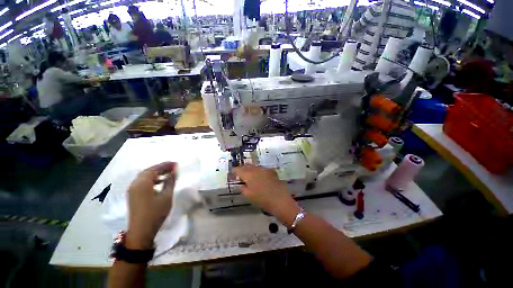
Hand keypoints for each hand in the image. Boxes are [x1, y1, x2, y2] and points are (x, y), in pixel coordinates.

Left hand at [126, 162, 176, 249]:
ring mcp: (132, 190)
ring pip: (144, 176)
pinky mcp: (133, 195)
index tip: (175, 163)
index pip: (154, 169)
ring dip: (155, 173)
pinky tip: (159, 182)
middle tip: (172, 166)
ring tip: (167, 173)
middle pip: (148, 171)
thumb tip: (174, 171)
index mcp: (143, 183)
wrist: (141, 231)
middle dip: (160, 168)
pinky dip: (151, 179)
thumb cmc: (156, 212)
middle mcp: (135, 184)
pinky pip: (142, 182)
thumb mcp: (166, 196)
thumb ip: (170, 182)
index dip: (165, 165)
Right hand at [233, 164, 299, 224]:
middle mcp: (256, 169)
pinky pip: (262, 169)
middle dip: (243, 169)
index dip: (235, 171)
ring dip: (251, 170)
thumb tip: (242, 184)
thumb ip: (243, 188)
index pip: (238, 169)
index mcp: (249, 174)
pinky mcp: (272, 171)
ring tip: (251, 177)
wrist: (280, 200)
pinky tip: (261, 178)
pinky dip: (259, 172)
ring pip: (255, 167)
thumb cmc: (262, 199)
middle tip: (241, 176)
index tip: (233, 175)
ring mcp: (265, 169)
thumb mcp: (248, 195)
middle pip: (247, 166)